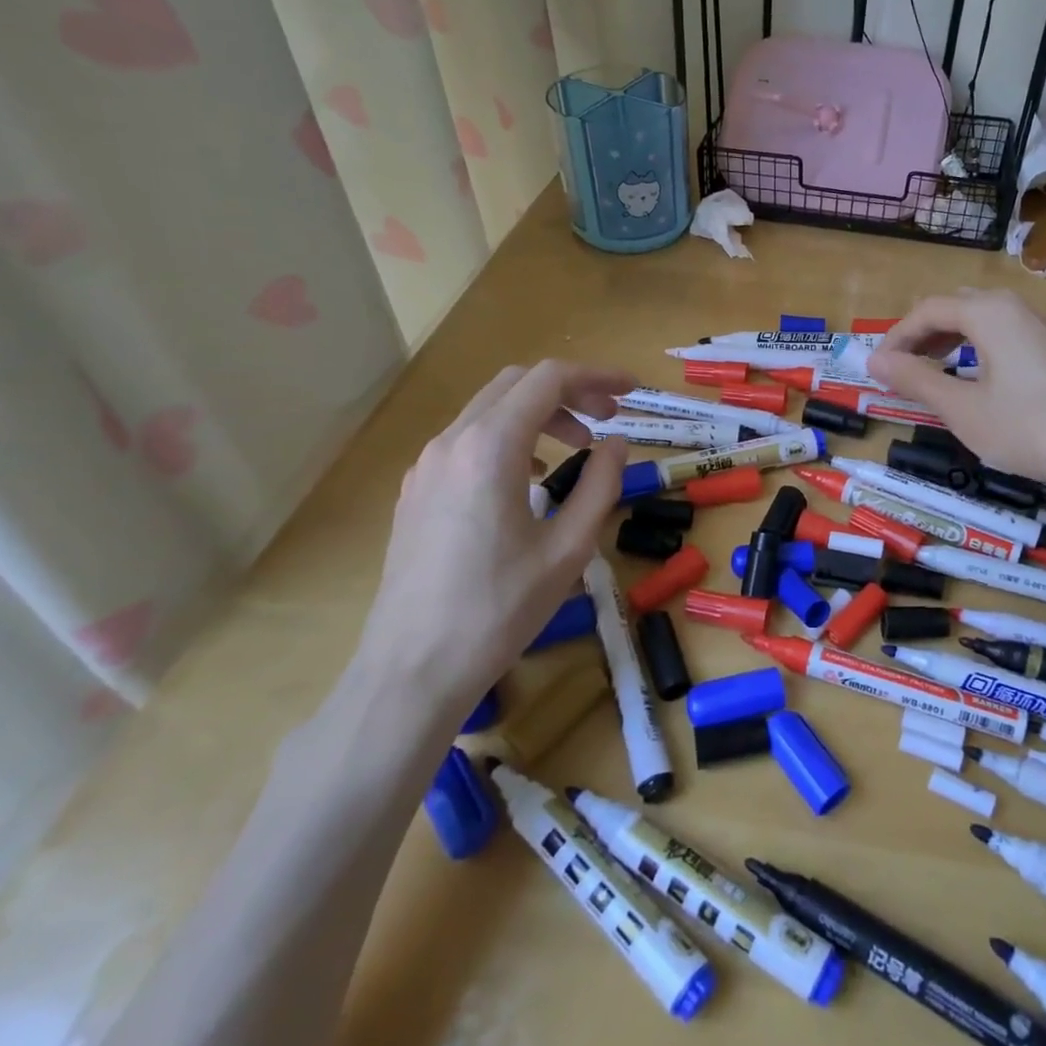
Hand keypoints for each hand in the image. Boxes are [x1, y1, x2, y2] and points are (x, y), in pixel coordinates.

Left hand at [357, 361, 633, 712]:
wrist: (412, 669)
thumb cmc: (500, 609)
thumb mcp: (569, 548)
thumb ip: (600, 485)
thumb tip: (616, 444)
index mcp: (491, 448)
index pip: (549, 380)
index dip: (597, 377)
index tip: (632, 392)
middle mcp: (452, 442)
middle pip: (516, 385)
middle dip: (570, 391)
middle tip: (609, 418)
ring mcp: (426, 465)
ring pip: (489, 410)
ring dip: (539, 414)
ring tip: (576, 448)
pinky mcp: (416, 491)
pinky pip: (467, 440)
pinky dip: (509, 438)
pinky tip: (529, 478)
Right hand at [867, 289, 1045, 486]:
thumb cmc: (1027, 428)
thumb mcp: (962, 409)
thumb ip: (916, 380)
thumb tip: (875, 361)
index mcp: (990, 313)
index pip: (928, 310)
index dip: (897, 337)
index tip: (878, 367)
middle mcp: (1018, 308)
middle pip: (957, 307)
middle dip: (923, 334)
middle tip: (903, 367)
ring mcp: (1045, 327)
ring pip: (985, 320)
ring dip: (951, 340)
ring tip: (934, 370)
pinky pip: (1008, 335)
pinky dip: (980, 348)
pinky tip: (981, 380)